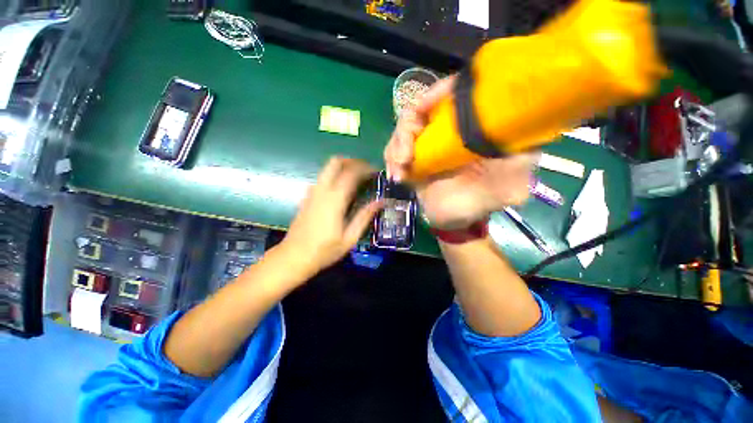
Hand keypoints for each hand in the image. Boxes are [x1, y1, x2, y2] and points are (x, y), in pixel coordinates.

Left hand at [279, 156, 381, 276]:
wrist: (293, 257)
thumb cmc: (324, 251)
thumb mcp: (349, 238)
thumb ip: (364, 217)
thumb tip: (381, 201)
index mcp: (334, 200)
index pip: (351, 173)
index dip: (366, 168)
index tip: (377, 172)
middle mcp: (321, 190)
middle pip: (335, 162)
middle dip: (353, 161)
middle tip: (366, 169)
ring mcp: (312, 192)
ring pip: (327, 167)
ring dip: (344, 166)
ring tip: (358, 177)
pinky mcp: (307, 196)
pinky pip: (323, 177)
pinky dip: (335, 175)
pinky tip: (343, 188)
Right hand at [384, 76, 536, 229]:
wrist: (453, 221)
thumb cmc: (479, 205)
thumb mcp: (508, 190)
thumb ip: (520, 168)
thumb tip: (525, 141)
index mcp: (474, 130)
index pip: (457, 95)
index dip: (438, 93)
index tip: (423, 107)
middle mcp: (450, 131)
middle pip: (422, 109)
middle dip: (407, 129)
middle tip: (405, 156)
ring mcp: (428, 144)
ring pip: (405, 128)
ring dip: (396, 146)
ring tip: (399, 171)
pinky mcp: (413, 157)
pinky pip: (395, 148)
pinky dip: (391, 159)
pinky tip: (396, 176)